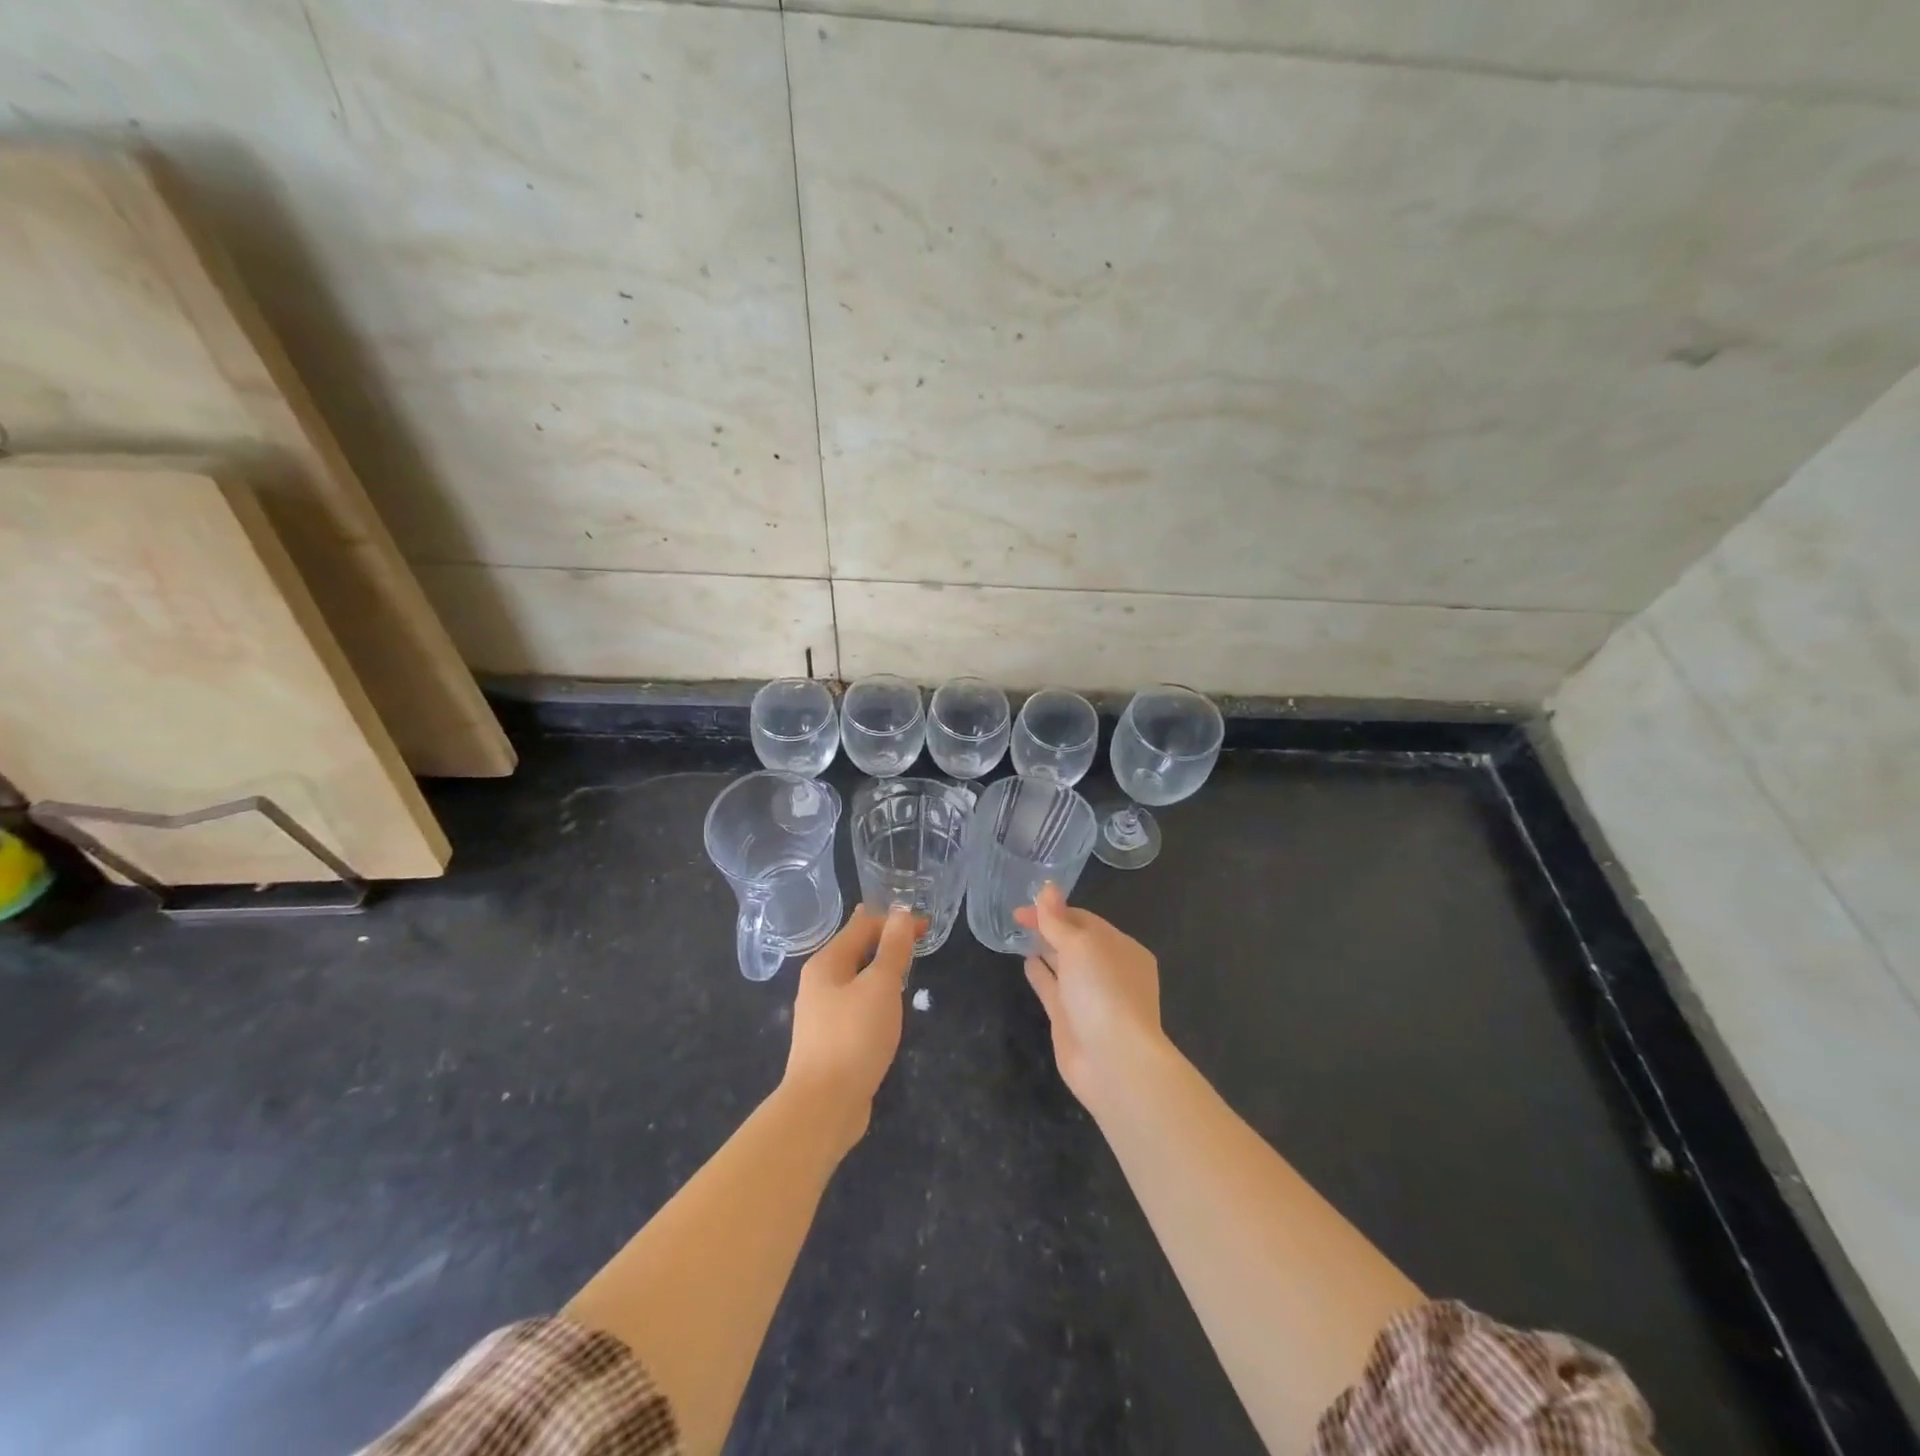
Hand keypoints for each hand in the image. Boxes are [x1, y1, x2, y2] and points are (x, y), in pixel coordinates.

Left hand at [785, 906, 917, 1152]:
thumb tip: (901, 912)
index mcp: (826, 963)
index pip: (862, 925)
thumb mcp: (880, 986)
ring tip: (906, 967)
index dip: (894, 920)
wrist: (823, 1106)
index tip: (927, 925)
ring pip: (856, 978)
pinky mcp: (830, 1040)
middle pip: (856, 949)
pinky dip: (874, 995)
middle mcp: (819, 982)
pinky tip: (889, 1007)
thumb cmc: (854, 1037)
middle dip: (886, 941)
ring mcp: (822, 1013)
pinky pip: (856, 1004)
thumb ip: (893, 948)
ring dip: (880, 969)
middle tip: (919, 941)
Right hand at [1014, 884, 1164, 1110]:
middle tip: (1016, 917)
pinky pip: (1054, 989)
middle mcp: (1108, 971)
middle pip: (1075, 941)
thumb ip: (1058, 919)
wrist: (1113, 1060)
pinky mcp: (1071, 1020)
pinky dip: (1041, 974)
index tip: (1023, 906)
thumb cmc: (1103, 991)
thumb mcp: (1080, 945)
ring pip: (1064, 965)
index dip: (1054, 910)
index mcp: (1121, 948)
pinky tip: (1025, 963)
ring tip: (1019, 935)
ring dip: (1045, 949)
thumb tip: (1046, 888)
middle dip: (1050, 928)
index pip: (1085, 920)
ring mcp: (1090, 997)